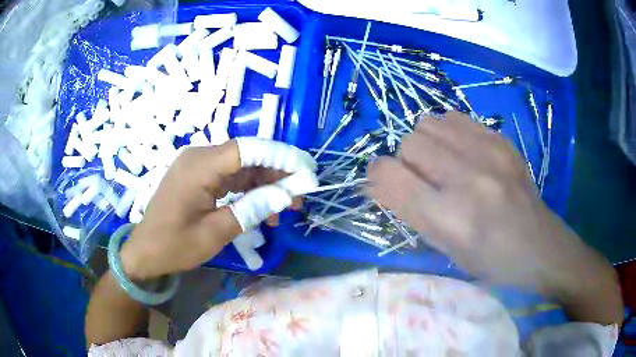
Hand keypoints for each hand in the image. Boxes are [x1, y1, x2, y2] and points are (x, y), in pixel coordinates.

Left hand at [119, 140, 292, 280]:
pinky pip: (228, 177)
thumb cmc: (175, 245)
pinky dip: (247, 190)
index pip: (248, 149)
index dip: (280, 156)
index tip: (306, 170)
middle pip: (246, 156)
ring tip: (286, 206)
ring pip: (240, 167)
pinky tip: (263, 208)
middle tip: (299, 195)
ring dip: (264, 184)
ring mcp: (197, 166)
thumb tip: (285, 196)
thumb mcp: (216, 233)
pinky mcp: (197, 176)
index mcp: (200, 166)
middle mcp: (199, 157)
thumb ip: (252, 210)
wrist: (144, 252)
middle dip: (276, 173)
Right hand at [367, 112, 621, 322]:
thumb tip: (381, 181)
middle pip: (409, 143)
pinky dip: (448, 132)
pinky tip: (462, 151)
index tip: (383, 182)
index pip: (390, 177)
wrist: (540, 246)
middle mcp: (466, 179)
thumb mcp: (446, 250)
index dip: (377, 176)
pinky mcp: (501, 141)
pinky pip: (455, 118)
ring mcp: (488, 153)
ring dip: (426, 143)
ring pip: (428, 123)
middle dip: (406, 160)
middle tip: (423, 178)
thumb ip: (412, 213)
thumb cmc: (491, 262)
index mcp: (449, 218)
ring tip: (442, 161)